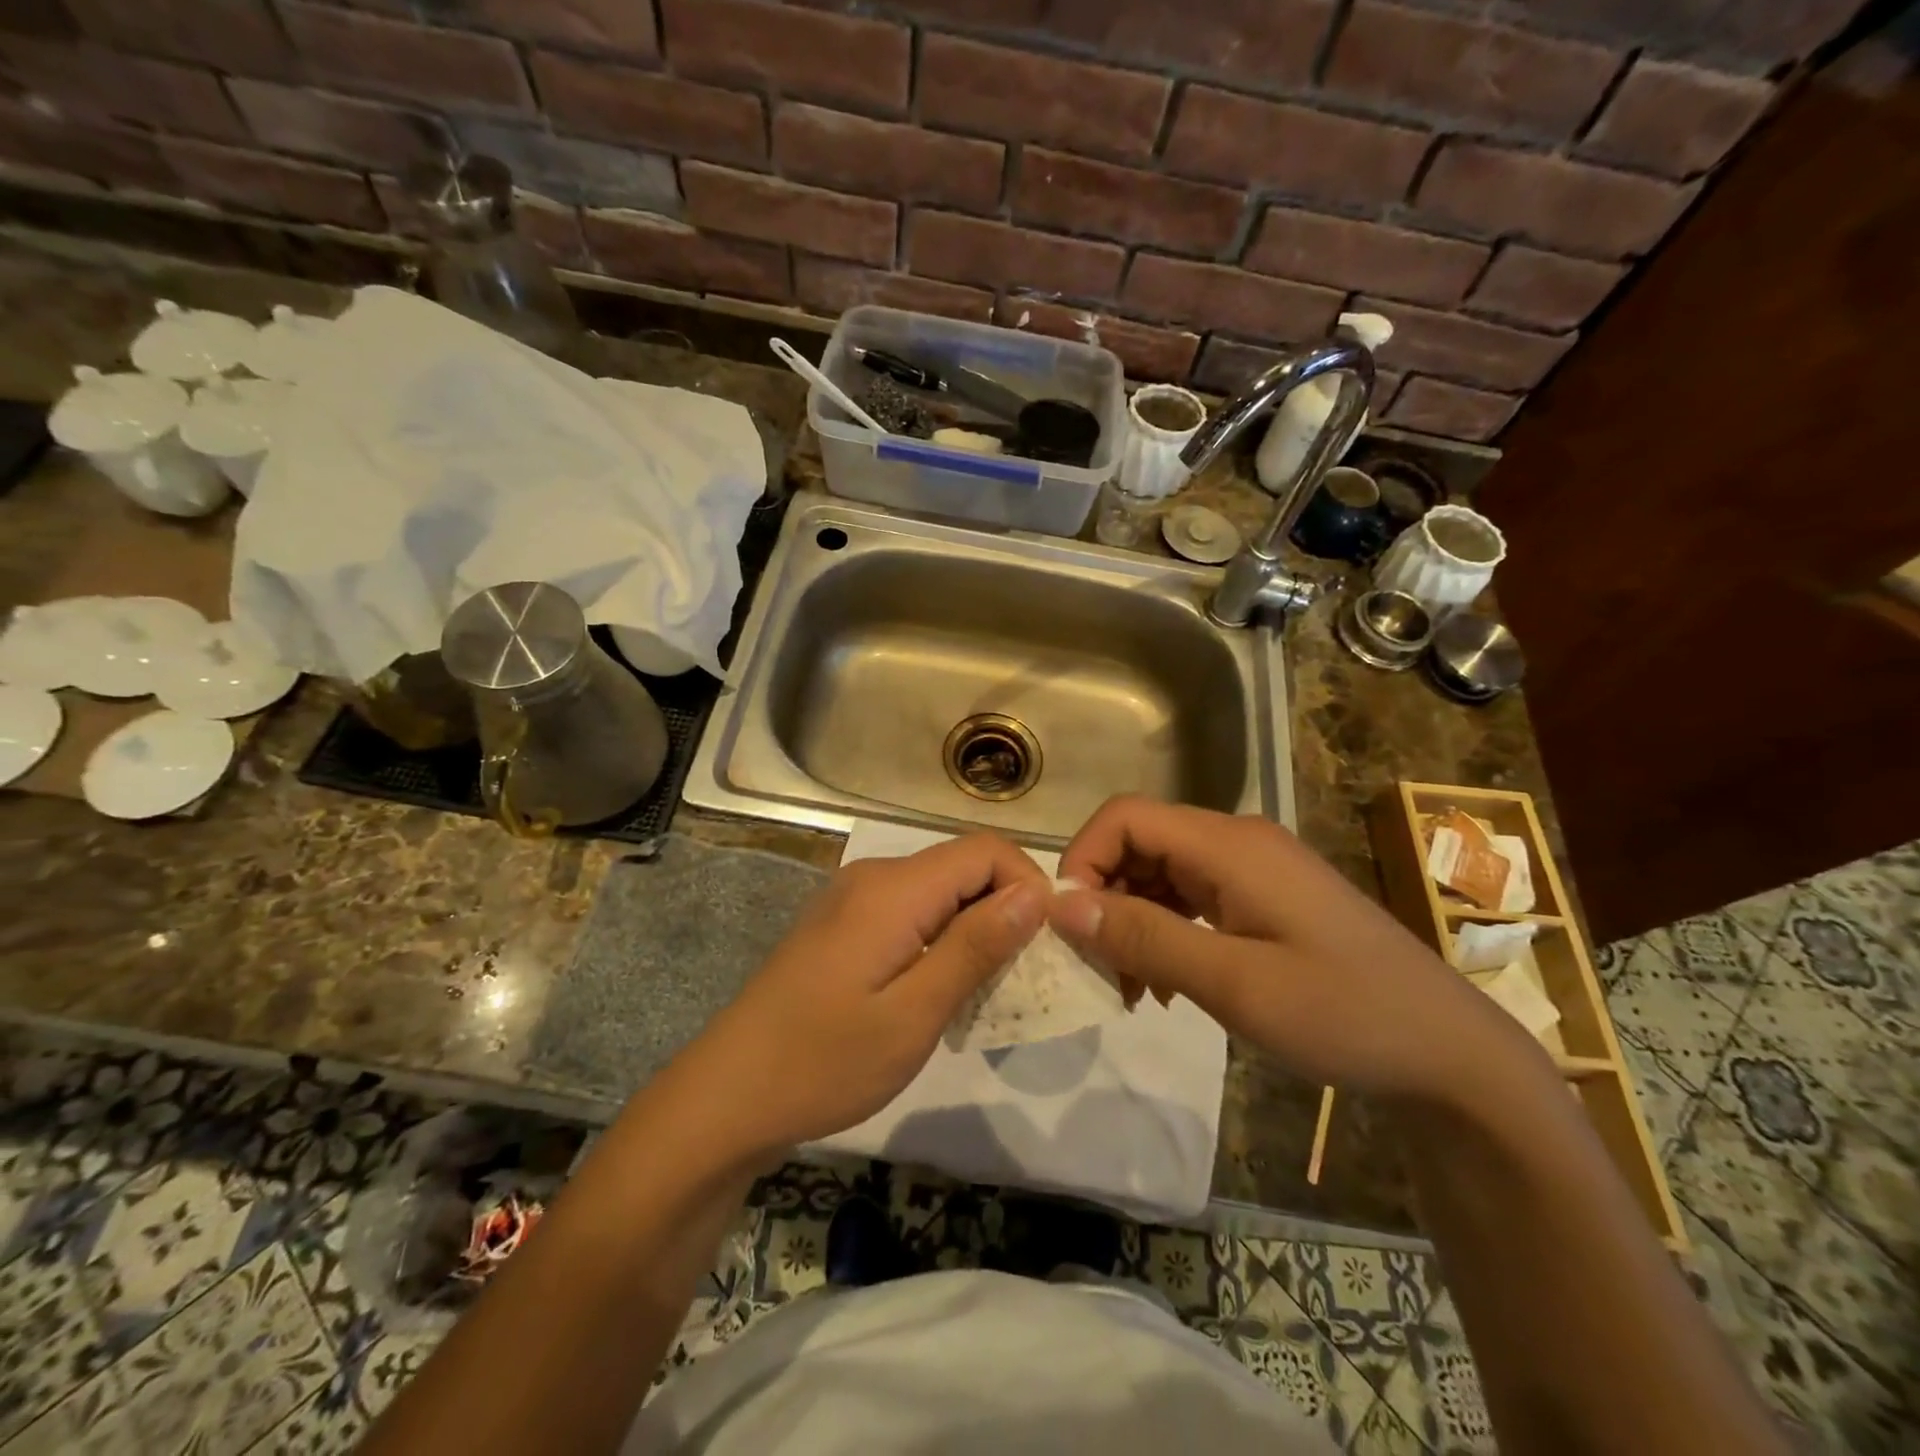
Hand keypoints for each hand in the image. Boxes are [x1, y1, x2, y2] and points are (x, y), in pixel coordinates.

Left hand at [675, 833, 1048, 1154]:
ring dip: (974, 929)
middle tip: (1021, 978)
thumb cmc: (824, 1062)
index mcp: (893, 888)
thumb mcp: (913, 1014)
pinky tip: (939, 990)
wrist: (728, 1096)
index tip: (1044, 946)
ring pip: (939, 891)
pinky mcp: (843, 924)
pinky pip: (911, 911)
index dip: (1027, 885)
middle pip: (962, 866)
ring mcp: (853, 898)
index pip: (985, 850)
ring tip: (985, 992)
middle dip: (1005, 910)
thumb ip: (975, 947)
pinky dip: (941, 939)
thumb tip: (1034, 894)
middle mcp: (874, 876)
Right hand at [1049, 796, 1540, 1103]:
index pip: (1124, 817)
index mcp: (1229, 844)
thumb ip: (1144, 937)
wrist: (1450, 1054)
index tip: (1070, 926)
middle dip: (1105, 898)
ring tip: (1133, 988)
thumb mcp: (1234, 983)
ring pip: (1160, 872)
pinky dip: (1164, 931)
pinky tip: (1168, 984)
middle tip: (1101, 968)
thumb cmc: (1345, 1014)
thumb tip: (1060, 904)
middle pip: (1139, 843)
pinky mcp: (1263, 897)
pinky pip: (1190, 897)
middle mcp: (1236, 841)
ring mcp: (1253, 868)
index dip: (1082, 859)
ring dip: (1132, 921)